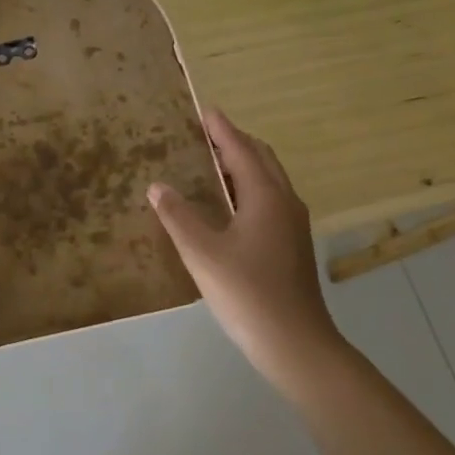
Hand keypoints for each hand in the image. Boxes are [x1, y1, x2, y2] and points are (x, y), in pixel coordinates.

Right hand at [148, 108, 341, 385]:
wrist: (296, 344)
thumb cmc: (247, 293)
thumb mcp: (202, 253)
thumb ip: (178, 216)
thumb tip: (158, 186)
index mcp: (265, 196)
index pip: (241, 150)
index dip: (221, 129)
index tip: (204, 110)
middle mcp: (285, 202)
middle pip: (261, 159)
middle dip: (234, 142)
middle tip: (204, 135)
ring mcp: (293, 225)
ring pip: (268, 180)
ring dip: (242, 165)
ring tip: (211, 164)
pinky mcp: (292, 244)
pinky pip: (269, 199)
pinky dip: (247, 187)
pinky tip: (228, 206)